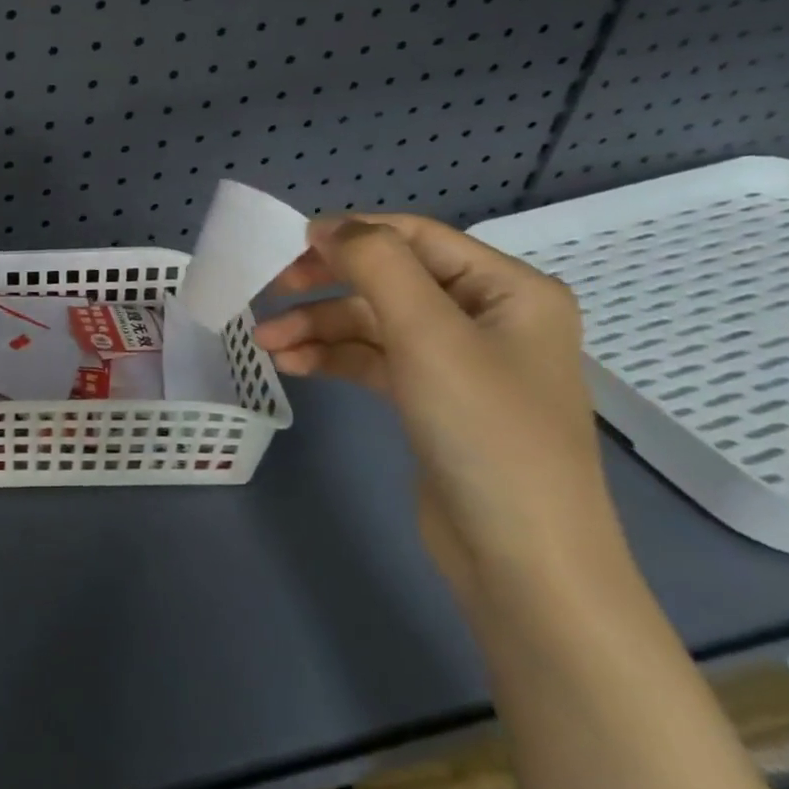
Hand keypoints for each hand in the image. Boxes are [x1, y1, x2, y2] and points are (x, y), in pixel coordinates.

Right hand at [253, 214, 623, 600]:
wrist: (522, 562)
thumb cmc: (485, 432)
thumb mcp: (429, 334)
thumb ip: (377, 265)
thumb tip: (329, 226)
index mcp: (509, 289)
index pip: (416, 237)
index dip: (350, 234)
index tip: (286, 246)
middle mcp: (487, 317)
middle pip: (390, 279)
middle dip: (327, 285)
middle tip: (270, 291)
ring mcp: (459, 362)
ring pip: (375, 322)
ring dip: (319, 327)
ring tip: (265, 343)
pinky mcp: (433, 400)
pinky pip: (375, 360)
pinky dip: (333, 358)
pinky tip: (292, 366)